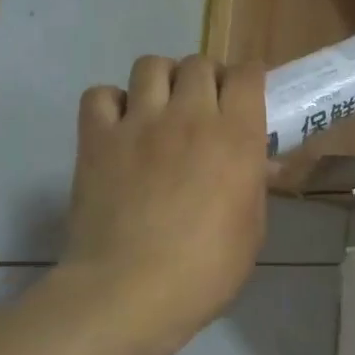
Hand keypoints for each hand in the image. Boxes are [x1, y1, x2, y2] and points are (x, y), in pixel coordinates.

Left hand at [62, 55, 267, 354]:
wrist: (130, 291)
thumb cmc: (206, 269)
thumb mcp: (252, 229)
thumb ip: (255, 186)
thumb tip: (258, 165)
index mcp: (236, 136)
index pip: (247, 75)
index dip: (249, 78)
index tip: (248, 94)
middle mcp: (190, 116)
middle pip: (199, 63)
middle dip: (206, 77)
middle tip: (205, 106)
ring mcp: (139, 123)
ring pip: (150, 65)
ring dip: (162, 80)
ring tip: (162, 107)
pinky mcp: (97, 139)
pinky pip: (101, 94)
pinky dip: (113, 102)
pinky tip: (120, 126)